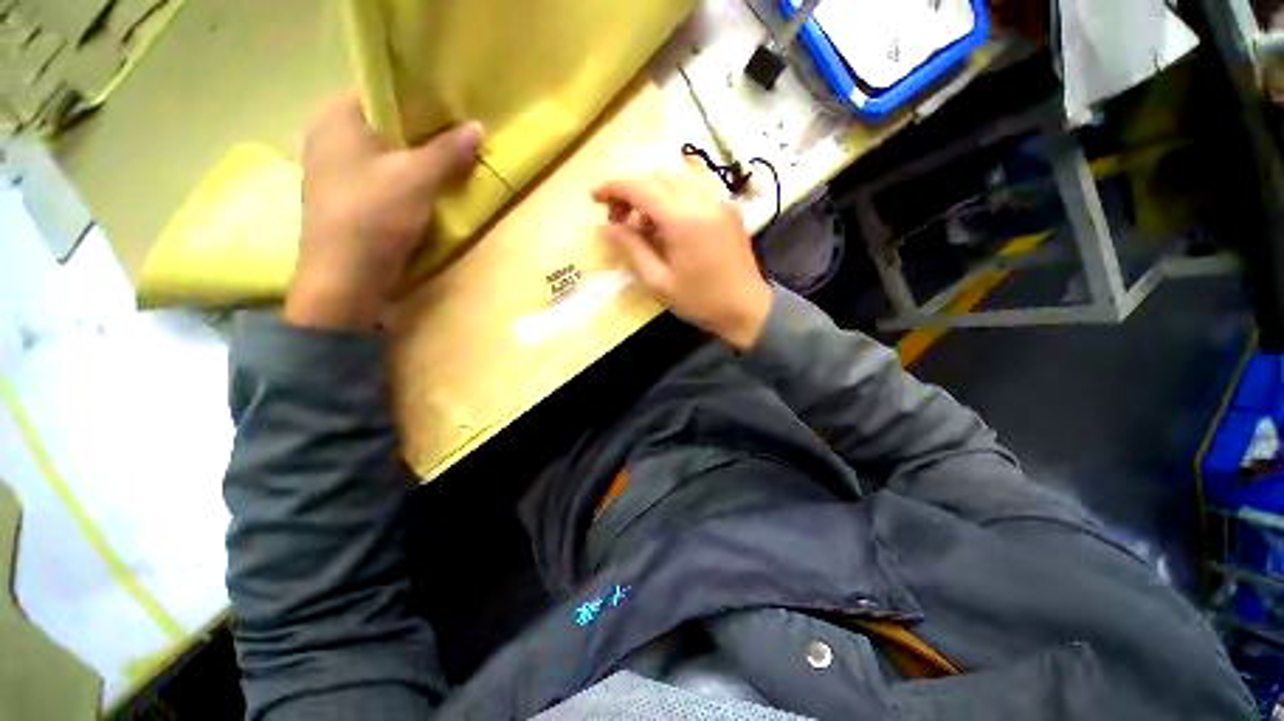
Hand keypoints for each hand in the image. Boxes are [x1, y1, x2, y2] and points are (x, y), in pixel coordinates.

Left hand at [285, 93, 482, 329]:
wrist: (346, 277)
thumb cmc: (375, 216)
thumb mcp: (418, 179)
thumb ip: (448, 151)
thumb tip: (477, 127)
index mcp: (337, 116)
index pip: (383, 89)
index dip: (420, 97)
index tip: (454, 109)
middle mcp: (330, 134)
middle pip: (385, 121)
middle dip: (424, 130)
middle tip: (460, 136)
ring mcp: (336, 167)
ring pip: (386, 150)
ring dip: (418, 156)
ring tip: (452, 159)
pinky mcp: (347, 195)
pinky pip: (382, 174)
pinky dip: (406, 176)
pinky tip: (430, 185)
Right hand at [592, 164, 772, 349]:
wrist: (747, 308)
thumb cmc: (700, 301)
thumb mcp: (658, 281)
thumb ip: (631, 249)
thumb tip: (605, 227)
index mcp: (683, 219)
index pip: (640, 186)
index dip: (613, 187)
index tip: (595, 198)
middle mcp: (703, 199)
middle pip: (657, 174)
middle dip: (631, 189)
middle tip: (618, 218)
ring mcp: (719, 200)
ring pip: (676, 176)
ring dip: (652, 191)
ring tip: (642, 222)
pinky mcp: (728, 207)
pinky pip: (695, 186)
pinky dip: (673, 194)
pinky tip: (667, 220)